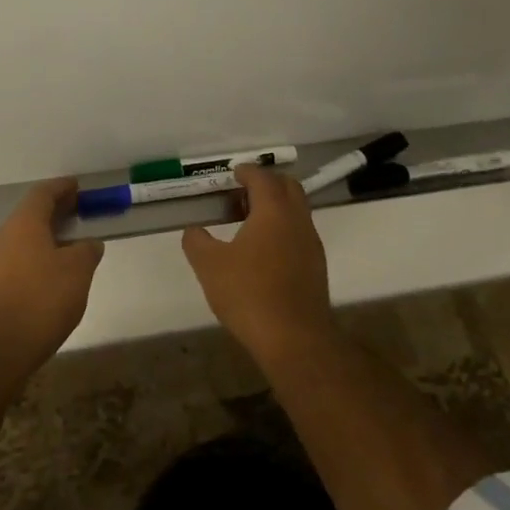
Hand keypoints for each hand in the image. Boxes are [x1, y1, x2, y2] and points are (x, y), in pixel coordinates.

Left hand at [0, 178, 103, 376]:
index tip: (77, 186)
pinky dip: (36, 258)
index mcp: (24, 223)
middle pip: (31, 215)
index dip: (62, 188)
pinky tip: (52, 274)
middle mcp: (4, 236)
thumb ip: (86, 252)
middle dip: (54, 212)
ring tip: (69, 245)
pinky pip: (18, 260)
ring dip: (45, 237)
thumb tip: (89, 244)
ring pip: (23, 239)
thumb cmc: (41, 298)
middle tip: (77, 212)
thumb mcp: (77, 272)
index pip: (43, 194)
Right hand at [181, 164, 333, 363]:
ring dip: (276, 207)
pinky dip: (282, 229)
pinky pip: (299, 233)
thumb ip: (196, 241)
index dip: (247, 171)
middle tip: (242, 194)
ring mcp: (311, 244)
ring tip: (248, 222)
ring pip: (296, 211)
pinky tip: (263, 251)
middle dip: (267, 184)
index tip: (233, 173)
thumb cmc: (249, 293)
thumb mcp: (209, 265)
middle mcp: (297, 220)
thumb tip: (193, 231)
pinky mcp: (316, 267)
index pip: (263, 178)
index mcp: (273, 211)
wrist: (294, 338)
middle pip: (288, 187)